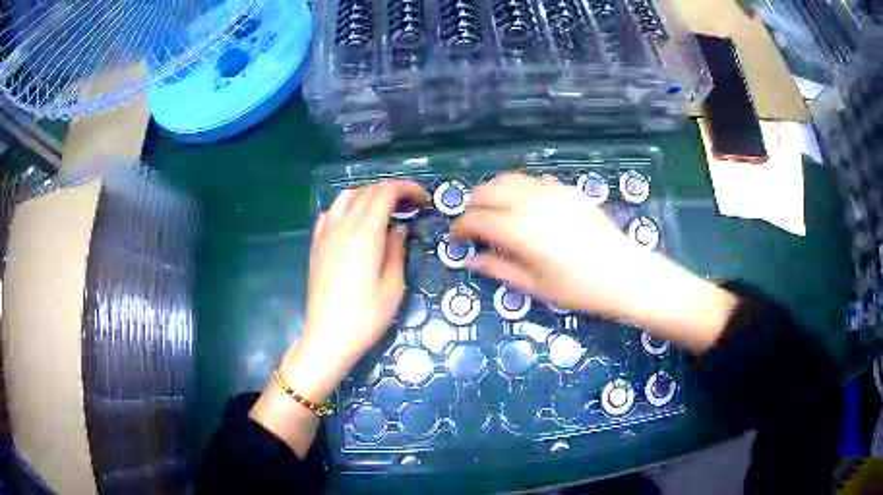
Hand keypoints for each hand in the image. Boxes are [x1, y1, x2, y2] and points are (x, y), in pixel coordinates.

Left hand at [287, 181, 429, 399]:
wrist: (328, 336)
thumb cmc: (366, 316)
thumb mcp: (393, 286)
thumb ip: (396, 250)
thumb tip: (398, 229)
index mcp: (365, 233)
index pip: (385, 193)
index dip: (406, 189)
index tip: (422, 200)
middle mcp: (342, 225)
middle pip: (367, 191)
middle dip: (391, 191)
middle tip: (410, 206)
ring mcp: (325, 234)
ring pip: (346, 197)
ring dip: (368, 194)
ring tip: (383, 209)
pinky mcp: (316, 245)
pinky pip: (330, 213)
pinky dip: (346, 207)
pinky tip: (354, 221)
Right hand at [452, 173, 639, 318]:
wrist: (624, 274)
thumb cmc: (577, 288)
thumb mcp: (533, 285)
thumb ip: (497, 269)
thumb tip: (472, 260)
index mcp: (516, 226)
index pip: (474, 219)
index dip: (460, 228)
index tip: (456, 239)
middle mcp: (529, 200)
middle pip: (486, 191)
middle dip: (474, 207)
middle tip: (475, 227)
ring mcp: (550, 191)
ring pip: (508, 179)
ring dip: (494, 193)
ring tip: (496, 214)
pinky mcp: (567, 190)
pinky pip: (533, 181)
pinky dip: (520, 190)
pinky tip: (526, 208)